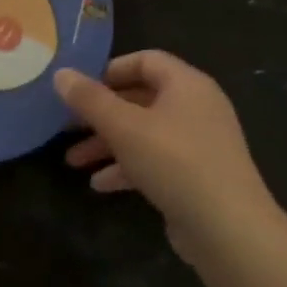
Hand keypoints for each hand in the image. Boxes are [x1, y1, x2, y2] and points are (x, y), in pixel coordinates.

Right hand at [55, 51, 275, 262]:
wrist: (226, 226)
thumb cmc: (174, 162)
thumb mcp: (123, 127)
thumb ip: (90, 99)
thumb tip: (61, 73)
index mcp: (187, 85)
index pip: (145, 60)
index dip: (109, 70)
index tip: (78, 89)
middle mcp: (196, 107)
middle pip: (140, 99)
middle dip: (100, 114)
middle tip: (67, 127)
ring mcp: (198, 142)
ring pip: (143, 133)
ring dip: (107, 144)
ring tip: (74, 162)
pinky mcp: (196, 174)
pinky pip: (155, 160)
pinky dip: (127, 167)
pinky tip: (100, 185)